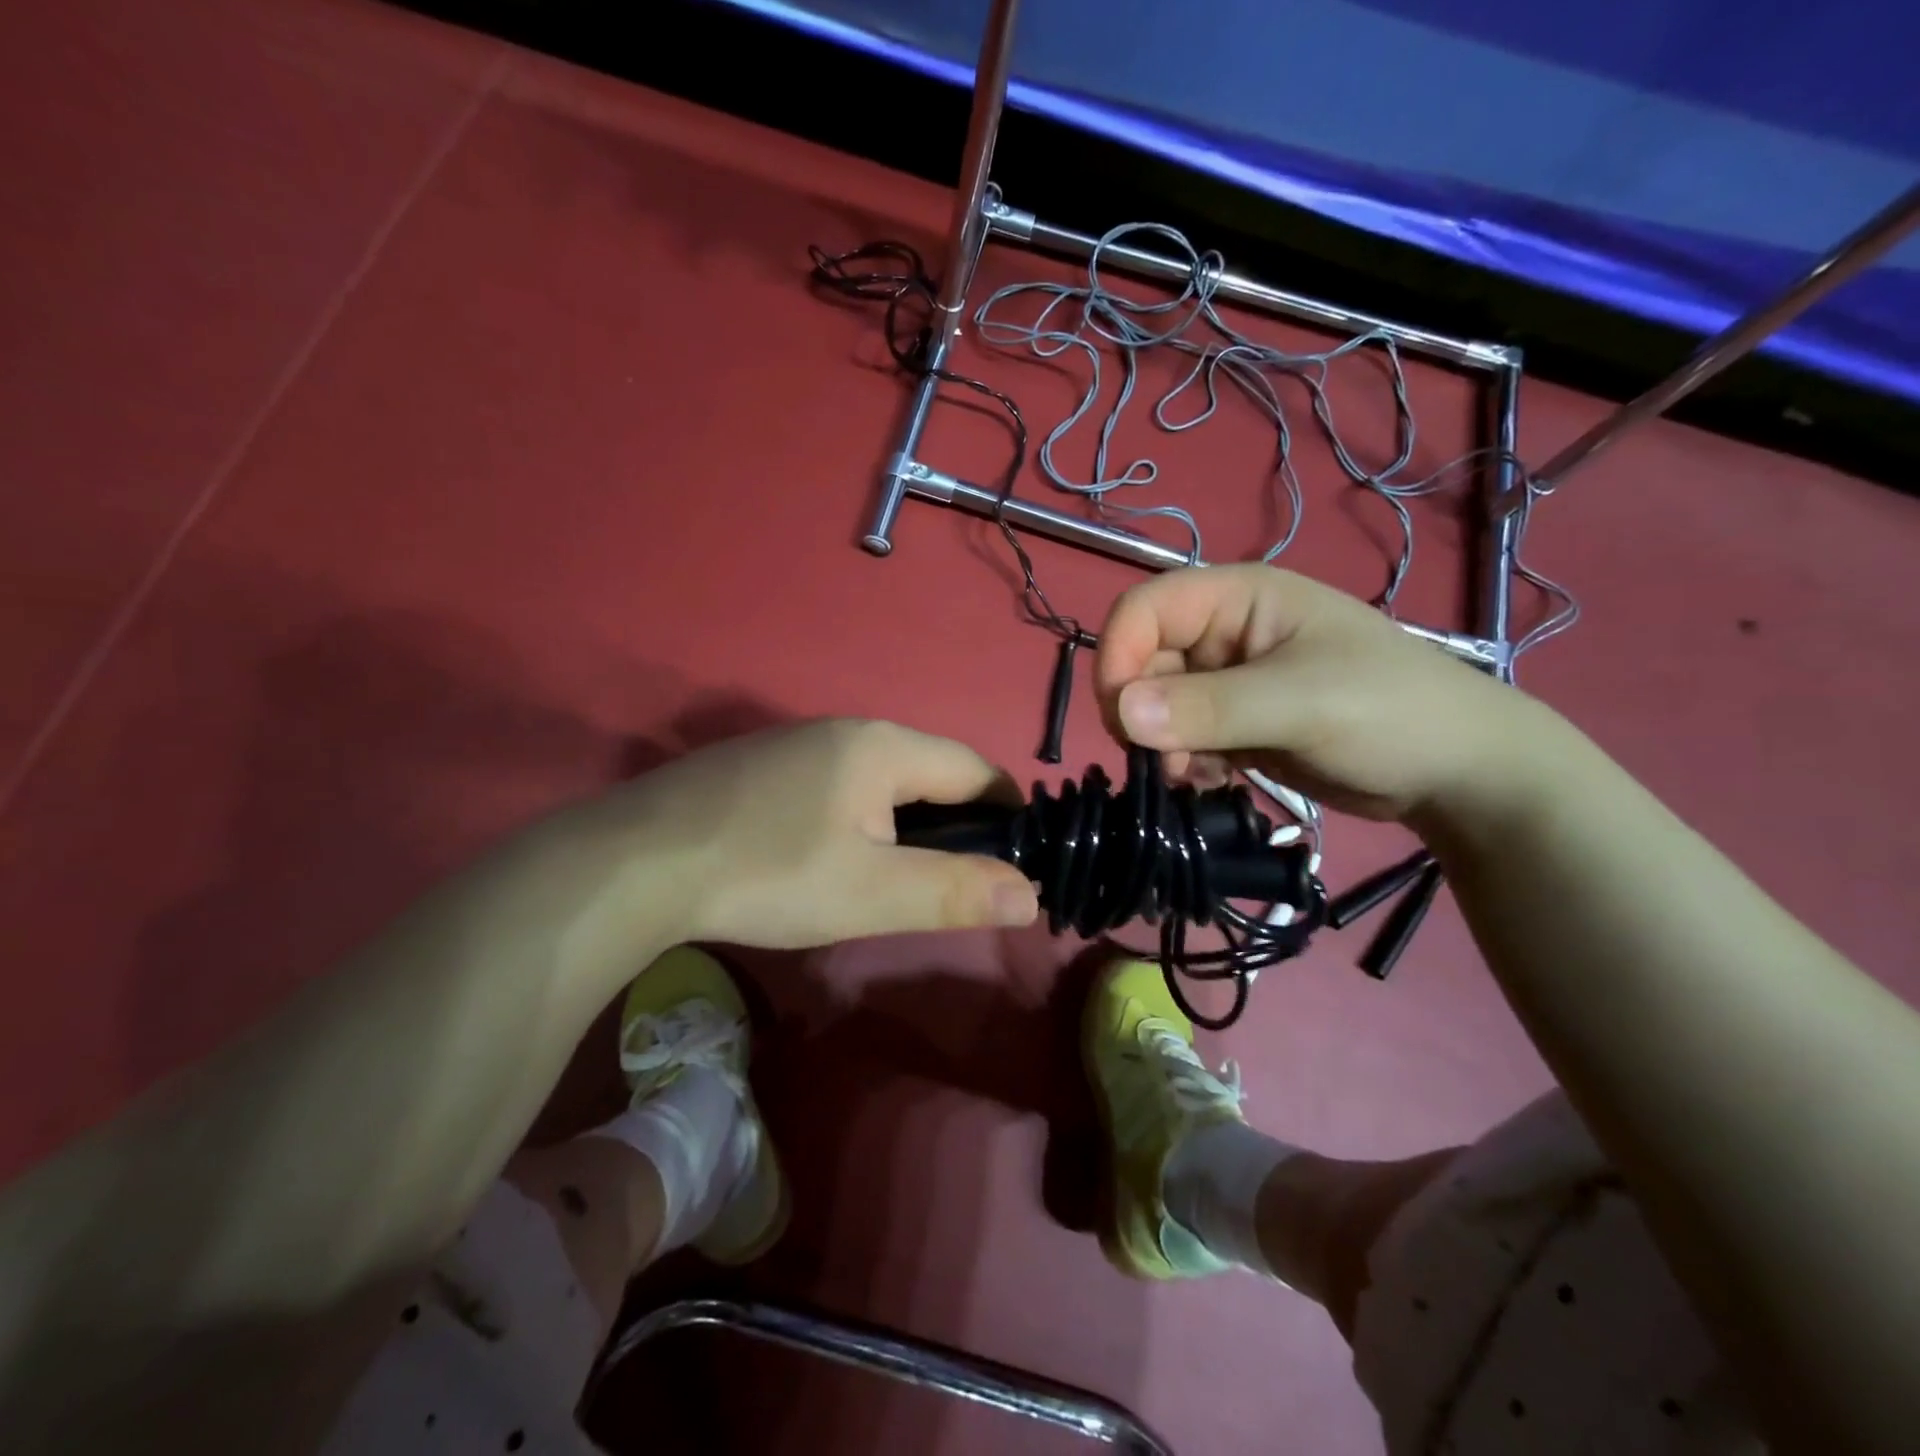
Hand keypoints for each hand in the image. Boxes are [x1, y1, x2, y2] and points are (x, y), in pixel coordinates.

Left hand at [615, 719, 1039, 949]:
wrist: (636, 861)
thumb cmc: (769, 873)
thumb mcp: (872, 894)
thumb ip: (955, 891)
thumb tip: (1031, 894)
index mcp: (885, 747)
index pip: (975, 769)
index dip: (1008, 811)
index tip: (1022, 855)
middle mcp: (846, 729)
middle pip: (927, 769)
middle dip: (957, 819)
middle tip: (960, 876)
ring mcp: (798, 742)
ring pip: (879, 776)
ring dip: (905, 817)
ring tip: (901, 871)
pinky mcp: (761, 764)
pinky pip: (835, 782)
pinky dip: (858, 814)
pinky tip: (832, 852)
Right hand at [1093, 565, 1559, 822]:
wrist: (1458, 774)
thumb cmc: (1391, 714)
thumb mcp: (1300, 704)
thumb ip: (1209, 707)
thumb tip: (1120, 712)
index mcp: (1239, 598)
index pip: (1144, 609)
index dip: (1119, 655)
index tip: (1122, 719)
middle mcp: (1223, 634)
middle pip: (1142, 661)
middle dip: (1141, 714)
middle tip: (1166, 763)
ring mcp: (1228, 681)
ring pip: (1155, 706)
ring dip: (1161, 745)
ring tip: (1196, 778)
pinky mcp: (1234, 723)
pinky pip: (1179, 737)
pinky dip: (1182, 763)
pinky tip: (1214, 783)